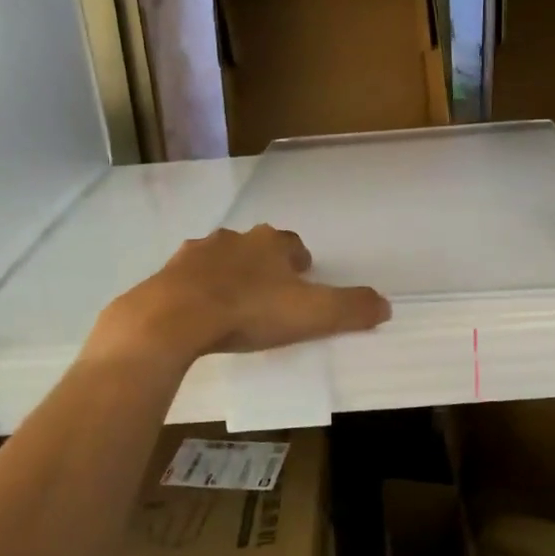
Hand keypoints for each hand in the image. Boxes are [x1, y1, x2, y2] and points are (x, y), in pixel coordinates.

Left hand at [89, 225, 390, 363]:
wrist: (176, 316)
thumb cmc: (250, 311)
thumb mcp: (312, 314)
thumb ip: (351, 309)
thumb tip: (386, 304)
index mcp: (270, 244)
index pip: (292, 244)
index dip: (299, 261)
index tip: (302, 280)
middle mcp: (235, 238)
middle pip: (255, 247)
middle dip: (263, 266)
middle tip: (269, 294)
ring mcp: (197, 253)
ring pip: (220, 258)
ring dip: (228, 274)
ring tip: (232, 304)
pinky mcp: (168, 272)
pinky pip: (188, 278)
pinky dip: (196, 289)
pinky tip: (198, 312)